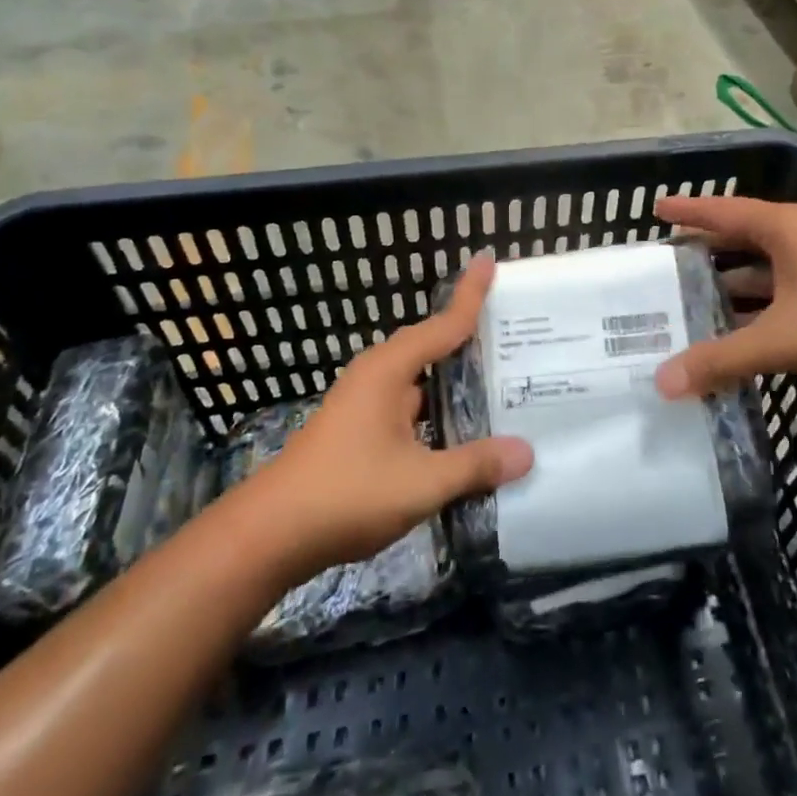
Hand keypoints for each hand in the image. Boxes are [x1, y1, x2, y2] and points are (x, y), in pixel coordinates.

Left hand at [255, 252, 532, 574]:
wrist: (269, 536)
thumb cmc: (346, 494)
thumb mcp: (420, 482)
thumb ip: (475, 465)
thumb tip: (527, 452)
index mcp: (389, 371)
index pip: (443, 325)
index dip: (470, 295)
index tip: (489, 259)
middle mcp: (377, 377)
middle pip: (432, 346)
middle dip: (470, 339)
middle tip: (515, 334)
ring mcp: (366, 405)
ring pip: (422, 381)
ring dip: (456, 380)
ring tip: (503, 381)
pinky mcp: (361, 431)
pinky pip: (412, 407)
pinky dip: (440, 409)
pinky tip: (464, 431)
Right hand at [653, 195, 796, 397]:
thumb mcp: (781, 339)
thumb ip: (721, 360)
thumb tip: (663, 383)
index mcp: (783, 228)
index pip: (722, 211)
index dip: (687, 210)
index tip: (654, 208)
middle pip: (738, 238)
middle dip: (702, 250)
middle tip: (662, 264)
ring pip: (759, 270)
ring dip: (727, 285)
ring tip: (686, 301)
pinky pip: (777, 294)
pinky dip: (752, 309)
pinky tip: (731, 331)